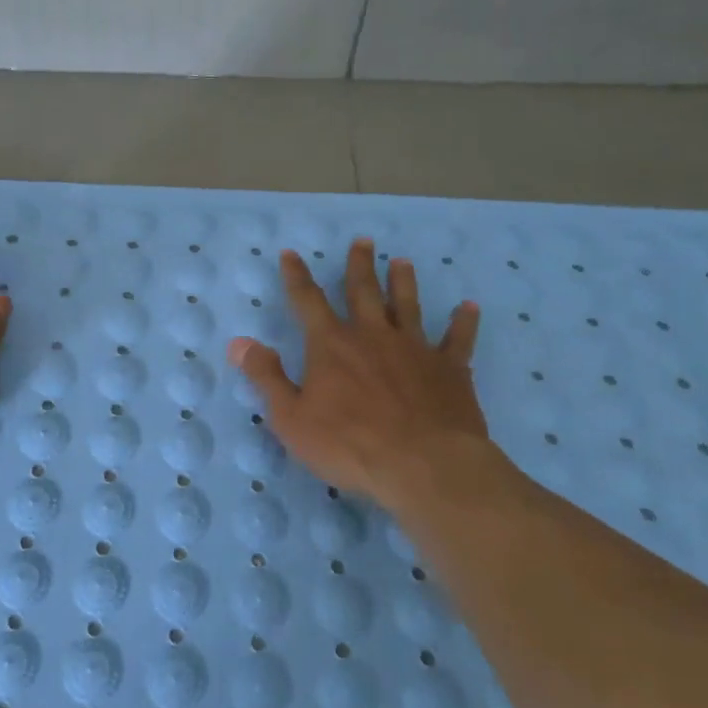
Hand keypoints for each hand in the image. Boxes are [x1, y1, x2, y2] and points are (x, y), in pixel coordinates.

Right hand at [227, 237, 507, 509]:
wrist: (423, 465)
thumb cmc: (349, 445)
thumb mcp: (291, 418)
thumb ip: (267, 377)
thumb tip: (239, 342)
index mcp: (331, 346)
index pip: (308, 302)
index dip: (297, 277)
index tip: (291, 253)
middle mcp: (372, 336)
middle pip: (363, 292)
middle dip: (359, 266)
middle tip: (363, 241)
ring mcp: (415, 349)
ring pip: (407, 305)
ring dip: (403, 282)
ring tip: (402, 261)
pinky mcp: (450, 369)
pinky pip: (458, 339)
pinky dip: (463, 322)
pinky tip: (469, 307)